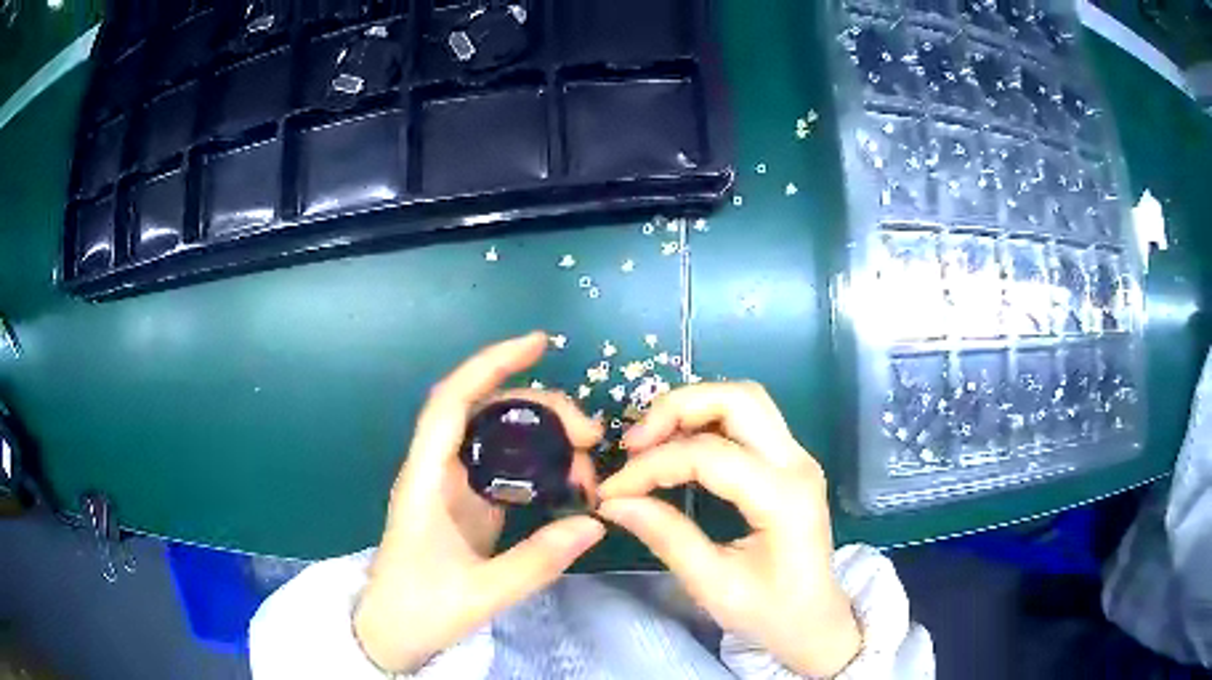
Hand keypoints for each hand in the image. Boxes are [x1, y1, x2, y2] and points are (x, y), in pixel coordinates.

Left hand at [354, 332, 606, 672]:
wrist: (390, 632)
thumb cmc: (419, 608)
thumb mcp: (482, 592)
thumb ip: (537, 561)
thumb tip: (596, 522)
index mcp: (425, 480)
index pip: (452, 401)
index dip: (491, 363)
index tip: (538, 343)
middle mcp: (436, 471)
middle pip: (483, 412)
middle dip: (538, 408)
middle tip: (589, 435)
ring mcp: (451, 487)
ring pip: (495, 437)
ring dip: (540, 434)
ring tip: (584, 455)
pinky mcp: (465, 504)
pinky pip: (502, 466)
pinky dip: (535, 462)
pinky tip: (563, 475)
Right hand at [598, 382, 861, 677]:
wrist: (815, 622)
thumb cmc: (770, 613)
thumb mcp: (713, 586)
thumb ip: (667, 537)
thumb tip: (615, 503)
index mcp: (784, 499)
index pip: (709, 456)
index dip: (652, 467)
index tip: (613, 492)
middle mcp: (798, 464)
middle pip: (738, 399)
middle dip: (677, 409)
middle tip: (634, 444)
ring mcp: (798, 458)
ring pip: (744, 400)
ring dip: (692, 409)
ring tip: (650, 442)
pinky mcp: (790, 462)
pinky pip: (748, 420)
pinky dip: (707, 421)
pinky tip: (678, 446)